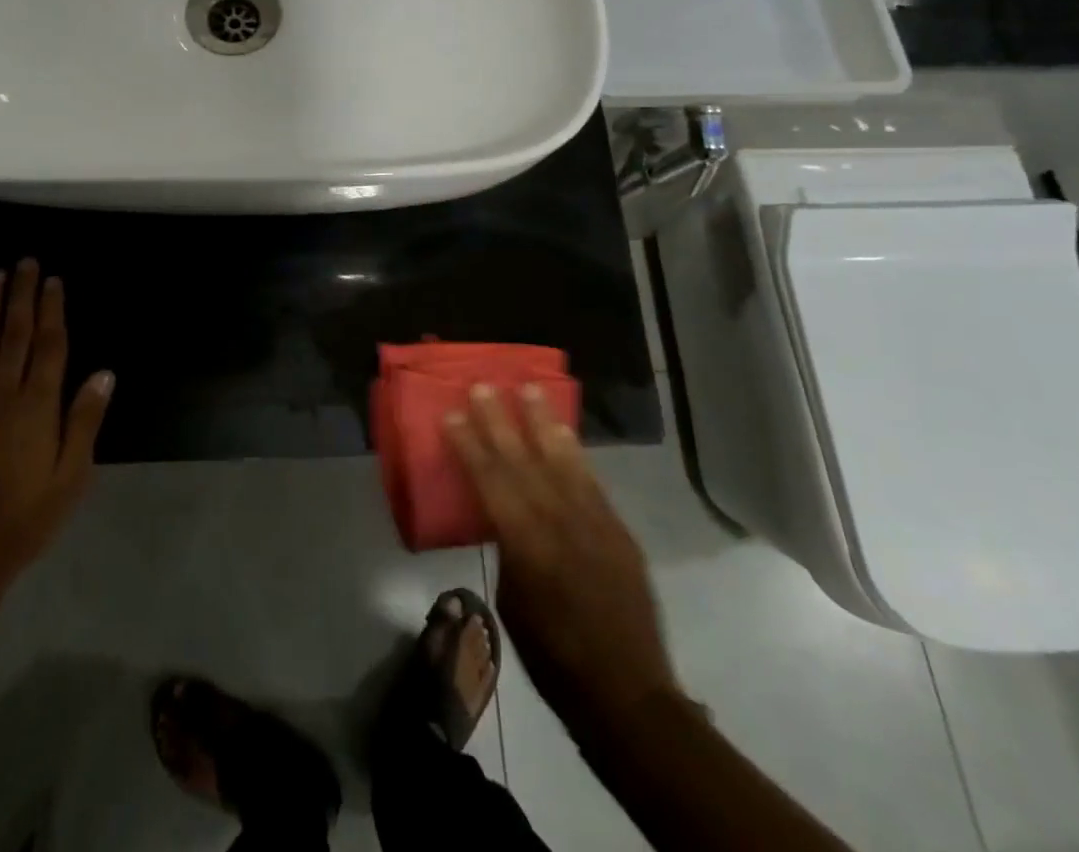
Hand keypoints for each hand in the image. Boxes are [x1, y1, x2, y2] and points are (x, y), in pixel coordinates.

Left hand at [0, 260, 112, 599]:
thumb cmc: (25, 517)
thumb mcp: (71, 475)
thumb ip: (85, 420)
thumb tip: (104, 372)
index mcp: (38, 405)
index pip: (49, 344)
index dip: (52, 309)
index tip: (54, 280)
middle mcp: (1, 392)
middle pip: (13, 332)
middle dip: (21, 294)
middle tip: (25, 262)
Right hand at [445, 385, 683, 739]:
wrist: (626, 692)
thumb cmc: (553, 657)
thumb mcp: (512, 604)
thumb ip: (509, 550)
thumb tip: (505, 520)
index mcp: (525, 543)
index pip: (490, 480)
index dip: (469, 444)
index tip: (452, 413)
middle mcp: (558, 521)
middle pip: (522, 459)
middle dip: (499, 420)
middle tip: (482, 386)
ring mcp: (593, 521)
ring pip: (562, 459)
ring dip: (543, 422)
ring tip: (529, 388)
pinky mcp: (617, 529)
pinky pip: (591, 480)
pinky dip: (576, 452)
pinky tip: (564, 432)